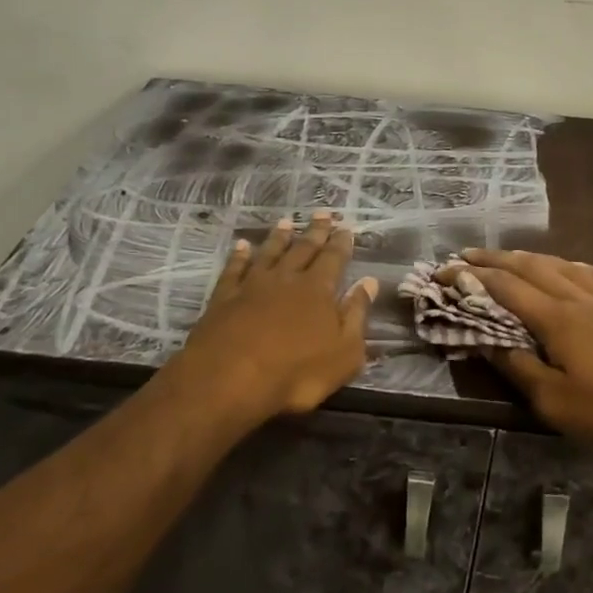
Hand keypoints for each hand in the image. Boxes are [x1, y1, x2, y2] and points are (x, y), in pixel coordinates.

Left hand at [179, 211, 378, 418]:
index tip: (346, 227)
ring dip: (279, 237)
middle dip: (315, 231)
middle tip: (322, 213)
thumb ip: (357, 315)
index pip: (334, 259)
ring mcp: (252, 285)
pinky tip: (242, 246)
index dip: (341, 243)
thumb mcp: (344, 353)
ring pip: (269, 253)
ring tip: (286, 222)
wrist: (230, 379)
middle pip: (303, 249)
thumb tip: (369, 282)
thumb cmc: (296, 373)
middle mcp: (286, 279)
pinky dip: (239, 256)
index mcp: (318, 291)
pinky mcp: (224, 297)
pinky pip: (234, 269)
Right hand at [452, 249, 592, 461]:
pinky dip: (581, 267)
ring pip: (565, 266)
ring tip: (513, 257)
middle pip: (532, 267)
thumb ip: (518, 368)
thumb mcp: (554, 402)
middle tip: (468, 254)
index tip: (445, 271)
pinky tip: (579, 268)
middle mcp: (579, 298)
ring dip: (533, 258)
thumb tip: (485, 341)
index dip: (472, 277)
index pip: (505, 288)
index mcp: (556, 318)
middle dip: (496, 258)